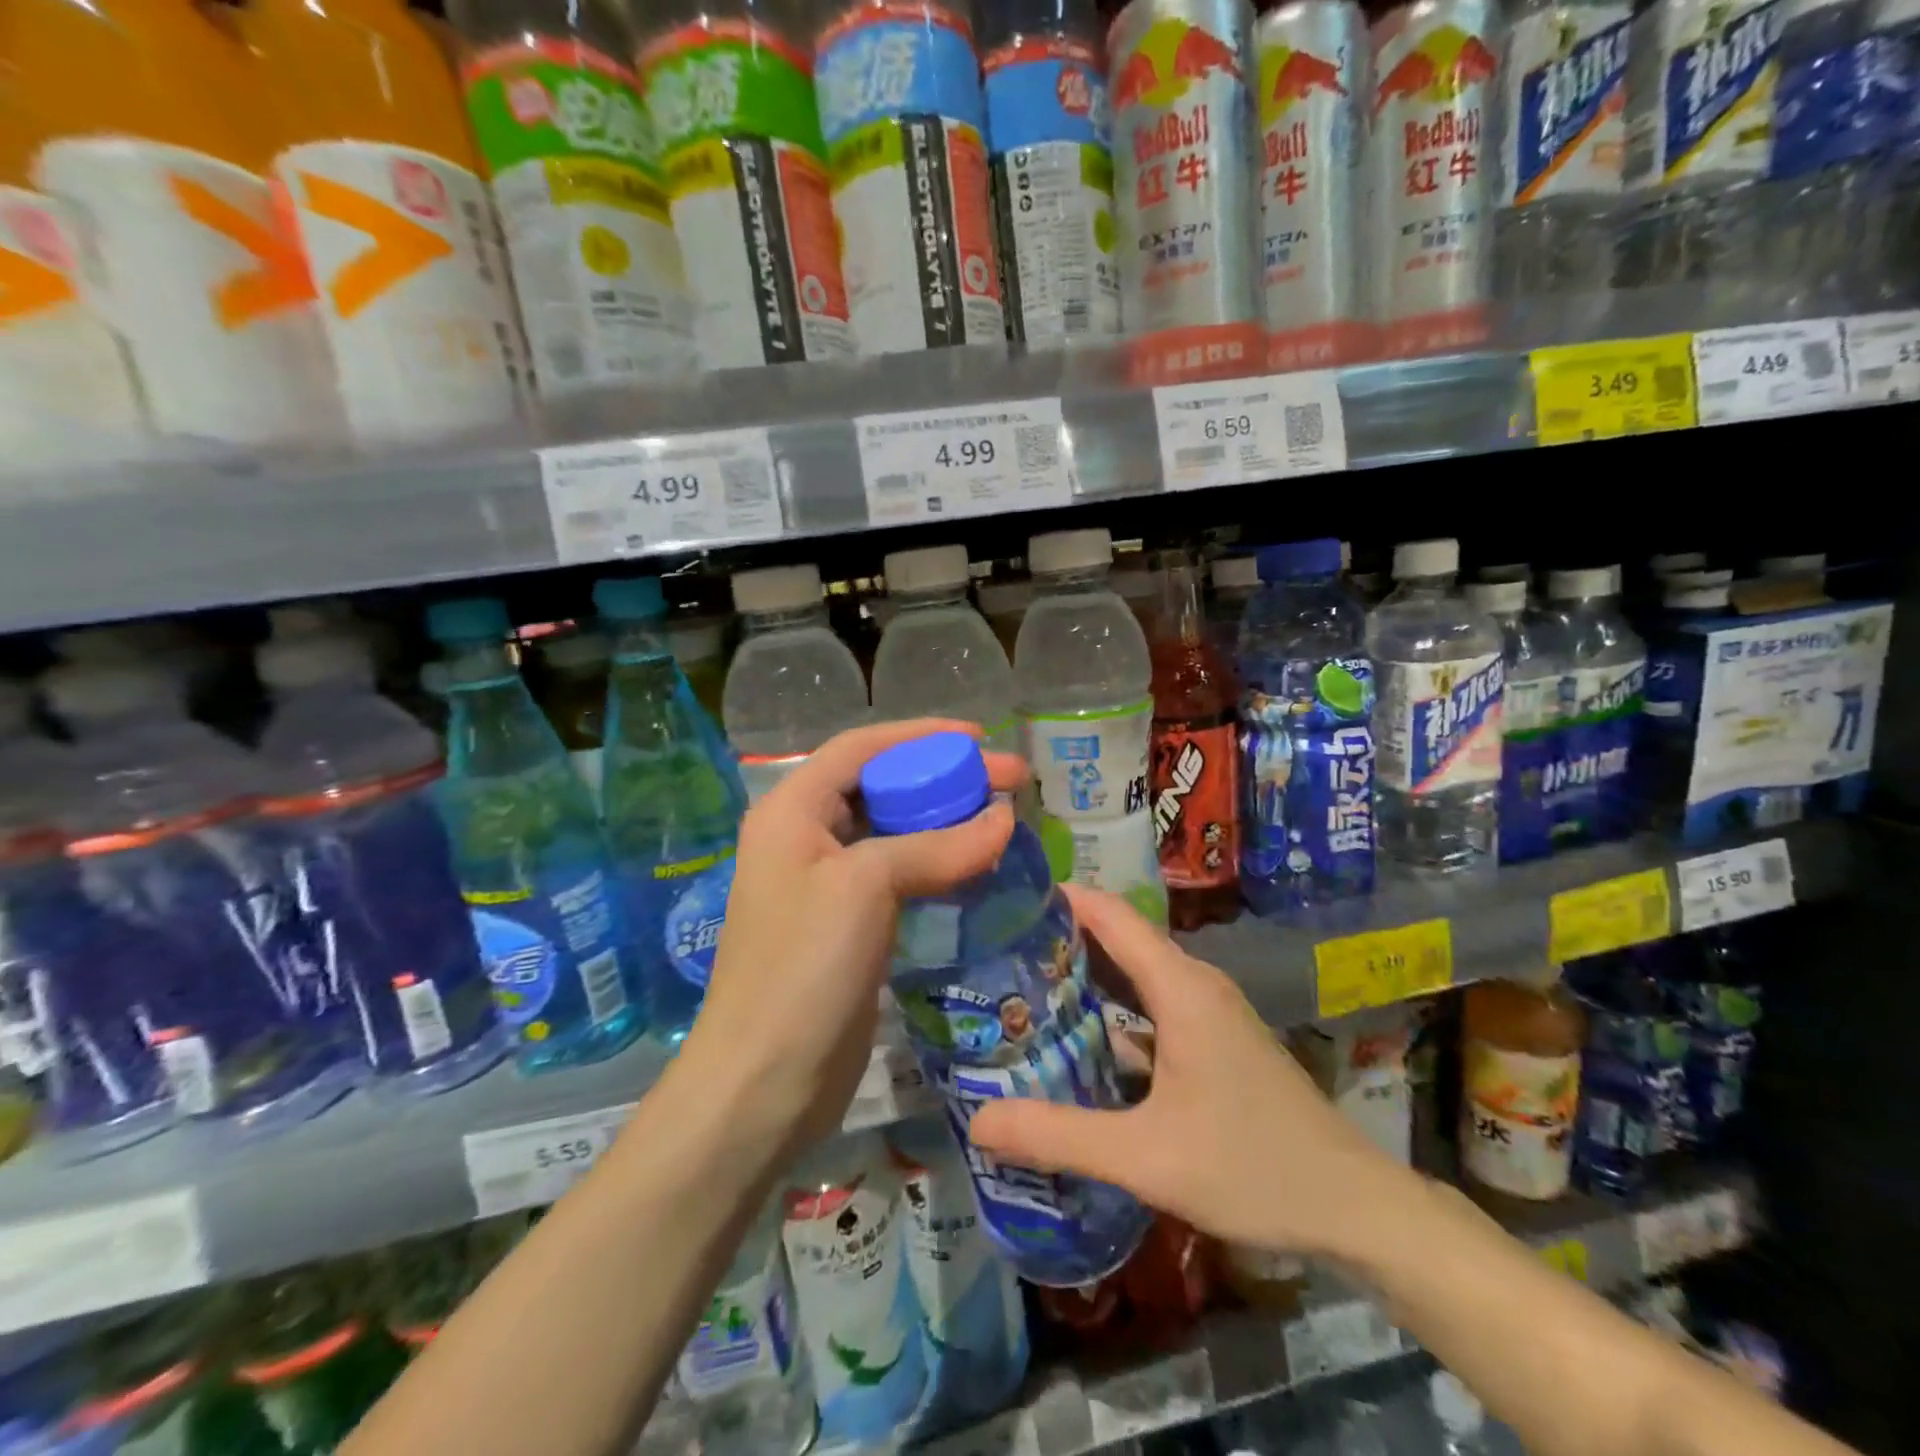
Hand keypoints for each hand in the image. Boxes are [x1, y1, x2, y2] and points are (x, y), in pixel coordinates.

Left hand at [679, 719, 1027, 1165]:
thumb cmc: (803, 968)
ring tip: (1000, 818)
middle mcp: (804, 837)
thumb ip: (937, 846)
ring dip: (944, 820)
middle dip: (943, 777)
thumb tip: (1005, 818)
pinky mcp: (848, 924)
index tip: (981, 737)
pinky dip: (937, 862)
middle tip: (1010, 781)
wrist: (764, 1083)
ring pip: (893, 831)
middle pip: (881, 786)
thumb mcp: (866, 887)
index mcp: (791, 810)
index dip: (921, 735)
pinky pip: (898, 874)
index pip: (861, 748)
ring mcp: (825, 884)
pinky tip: (975, 864)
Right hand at [967, 886, 1407, 1263]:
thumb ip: (1060, 1136)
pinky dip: (1111, 1005)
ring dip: (1084, 973)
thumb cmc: (1253, 1168)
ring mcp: (1208, 1009)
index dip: (1058, 898)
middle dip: (1059, 937)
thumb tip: (978, 1121)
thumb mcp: (1146, 1158)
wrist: (1354, 1206)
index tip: (1005, 900)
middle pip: (1118, 938)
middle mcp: (1194, 982)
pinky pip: (1151, 1000)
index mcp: (1180, 987)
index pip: (1110, 914)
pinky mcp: (1214, 1036)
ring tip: (1021, 987)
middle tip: (996, 952)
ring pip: (1135, 971)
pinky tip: (1078, 1036)